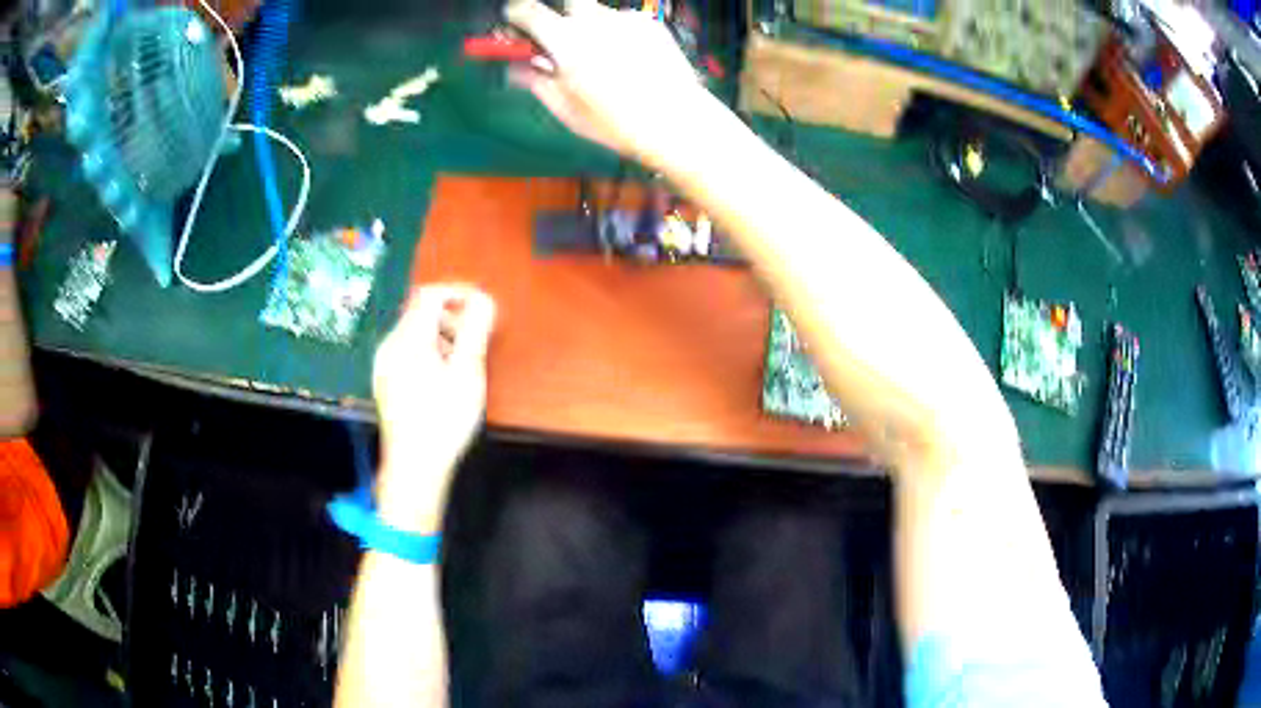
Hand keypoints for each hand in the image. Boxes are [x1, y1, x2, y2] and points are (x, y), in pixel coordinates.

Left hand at [372, 284, 496, 531]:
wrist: (414, 467)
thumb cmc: (444, 419)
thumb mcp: (467, 372)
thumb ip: (476, 330)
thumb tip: (483, 300)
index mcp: (407, 339)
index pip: (430, 295)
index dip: (458, 293)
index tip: (483, 307)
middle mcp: (389, 345)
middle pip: (420, 312)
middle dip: (451, 316)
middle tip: (476, 339)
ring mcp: (384, 365)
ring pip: (414, 333)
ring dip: (441, 335)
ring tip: (462, 362)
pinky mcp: (385, 382)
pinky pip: (407, 351)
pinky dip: (428, 351)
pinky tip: (442, 378)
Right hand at [505, 0, 709, 165]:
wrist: (676, 120)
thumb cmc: (615, 121)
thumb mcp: (564, 108)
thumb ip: (536, 79)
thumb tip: (519, 65)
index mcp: (565, 39)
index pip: (527, 9)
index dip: (514, 14)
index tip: (513, 22)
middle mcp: (594, 20)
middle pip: (567, 0)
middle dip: (557, 13)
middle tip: (558, 37)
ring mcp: (625, 19)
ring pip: (596, 12)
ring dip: (588, 26)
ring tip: (600, 57)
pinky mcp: (650, 24)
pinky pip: (623, 22)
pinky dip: (617, 34)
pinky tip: (628, 60)